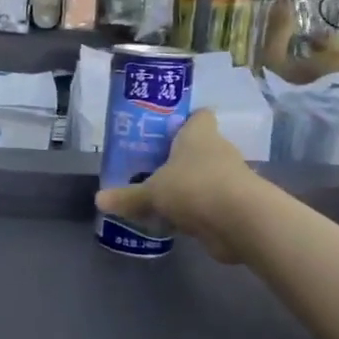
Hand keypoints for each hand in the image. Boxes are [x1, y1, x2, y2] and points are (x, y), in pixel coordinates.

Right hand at [96, 111, 260, 262]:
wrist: (240, 222)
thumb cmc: (193, 187)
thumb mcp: (151, 192)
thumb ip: (127, 196)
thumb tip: (99, 200)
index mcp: (199, 134)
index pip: (198, 116)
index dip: (184, 120)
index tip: (165, 130)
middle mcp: (218, 151)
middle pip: (199, 148)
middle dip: (178, 158)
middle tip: (151, 166)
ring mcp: (230, 179)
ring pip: (204, 177)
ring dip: (187, 187)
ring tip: (159, 197)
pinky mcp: (234, 207)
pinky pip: (209, 204)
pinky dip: (195, 212)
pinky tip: (174, 222)